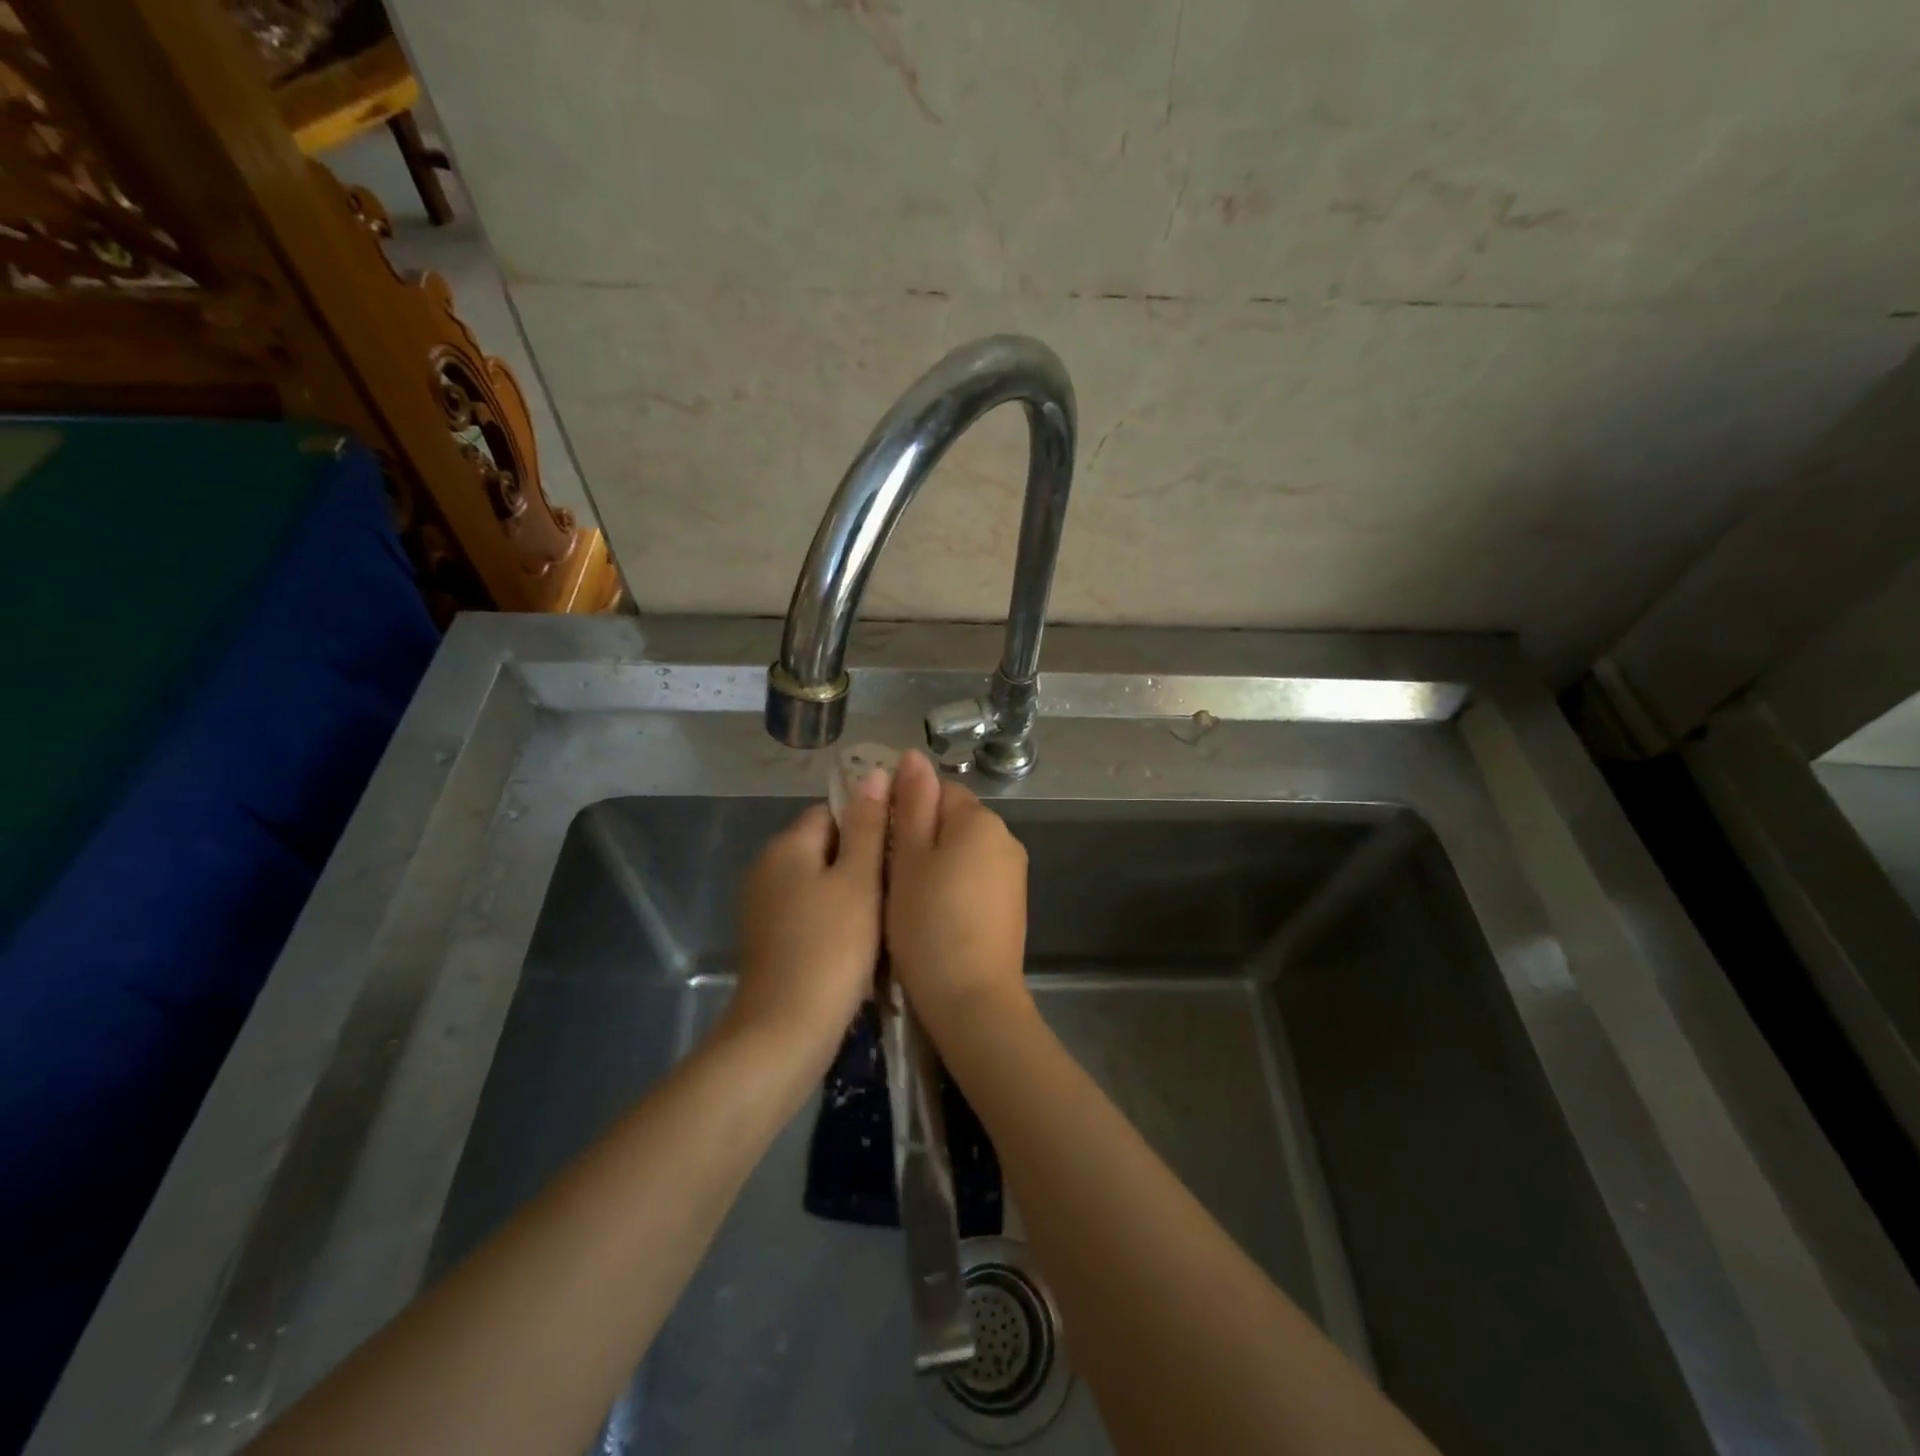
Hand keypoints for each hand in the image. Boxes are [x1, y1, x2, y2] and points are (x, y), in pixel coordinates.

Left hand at [728, 771, 889, 1066]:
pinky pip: (811, 911)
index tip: (901, 847)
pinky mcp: (771, 940)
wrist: (786, 1031)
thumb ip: (867, 826)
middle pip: (825, 846)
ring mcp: (765, 908)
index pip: (832, 811)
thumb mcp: (858, 880)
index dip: (869, 822)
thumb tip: (873, 773)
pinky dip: (836, 918)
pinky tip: (862, 941)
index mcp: (786, 847)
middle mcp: (768, 869)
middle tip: (901, 883)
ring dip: (852, 891)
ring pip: (820, 882)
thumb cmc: (830, 948)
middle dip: (862, 859)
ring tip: (890, 911)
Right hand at [886, 750, 1032, 1038]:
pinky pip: (975, 877)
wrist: (972, 999)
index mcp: (980, 819)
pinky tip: (933, 915)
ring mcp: (1012, 873)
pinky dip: (952, 886)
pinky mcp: (1011, 904)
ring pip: (962, 851)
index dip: (903, 808)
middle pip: (952, 819)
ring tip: (905, 898)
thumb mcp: (908, 858)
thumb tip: (912, 756)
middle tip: (885, 872)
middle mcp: (1005, 838)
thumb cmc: (928, 923)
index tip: (878, 838)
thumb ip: (910, 804)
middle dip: (918, 836)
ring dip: (934, 863)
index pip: (937, 789)